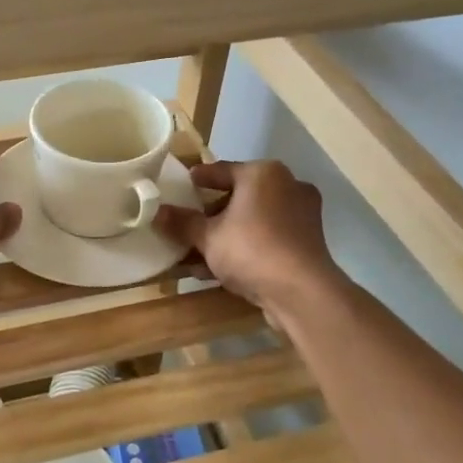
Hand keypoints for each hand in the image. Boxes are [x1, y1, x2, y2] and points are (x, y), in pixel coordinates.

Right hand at [154, 161, 338, 328]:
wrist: (301, 292)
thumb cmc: (251, 249)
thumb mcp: (207, 236)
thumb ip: (181, 223)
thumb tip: (156, 212)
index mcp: (263, 174)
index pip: (221, 170)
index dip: (198, 179)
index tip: (182, 185)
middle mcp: (287, 187)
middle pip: (238, 196)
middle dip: (210, 214)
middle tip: (187, 225)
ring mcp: (301, 215)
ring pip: (252, 221)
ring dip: (224, 236)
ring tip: (195, 254)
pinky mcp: (306, 243)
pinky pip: (266, 238)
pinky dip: (243, 248)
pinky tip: (216, 270)